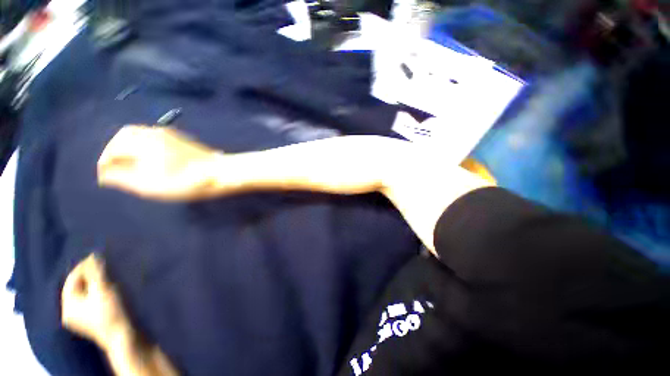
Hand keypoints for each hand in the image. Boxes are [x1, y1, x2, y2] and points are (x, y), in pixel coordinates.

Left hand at [61, 254, 129, 349]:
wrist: (121, 335)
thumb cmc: (110, 311)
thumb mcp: (103, 290)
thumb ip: (95, 272)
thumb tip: (91, 255)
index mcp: (67, 304)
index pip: (71, 279)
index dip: (83, 267)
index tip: (96, 257)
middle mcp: (68, 311)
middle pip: (76, 287)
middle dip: (88, 276)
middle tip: (102, 267)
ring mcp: (78, 318)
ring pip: (83, 294)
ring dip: (92, 284)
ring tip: (105, 277)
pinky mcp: (88, 321)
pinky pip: (88, 301)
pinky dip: (95, 292)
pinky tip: (105, 290)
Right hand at [98, 125, 222, 200]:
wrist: (219, 172)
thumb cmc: (184, 180)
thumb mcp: (149, 184)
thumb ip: (122, 178)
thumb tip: (104, 174)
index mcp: (143, 140)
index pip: (114, 146)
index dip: (106, 161)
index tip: (105, 175)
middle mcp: (155, 132)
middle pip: (125, 135)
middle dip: (116, 150)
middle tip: (115, 167)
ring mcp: (170, 134)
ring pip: (140, 134)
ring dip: (130, 147)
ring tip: (131, 165)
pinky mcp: (181, 139)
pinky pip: (154, 137)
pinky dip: (144, 146)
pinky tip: (149, 159)